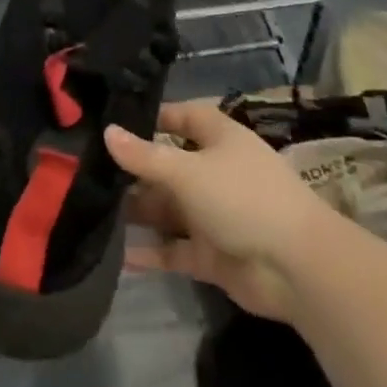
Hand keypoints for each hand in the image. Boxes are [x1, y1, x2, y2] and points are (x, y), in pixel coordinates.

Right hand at [105, 100, 328, 321]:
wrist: (297, 268)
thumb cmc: (242, 198)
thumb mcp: (187, 171)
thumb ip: (145, 156)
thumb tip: (108, 131)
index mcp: (218, 139)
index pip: (180, 117)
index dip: (150, 118)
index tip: (112, 123)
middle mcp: (215, 171)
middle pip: (169, 166)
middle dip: (135, 171)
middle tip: (89, 173)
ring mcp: (215, 214)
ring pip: (169, 209)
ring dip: (139, 212)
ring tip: (94, 211)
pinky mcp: (213, 254)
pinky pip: (176, 249)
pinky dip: (152, 252)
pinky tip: (118, 255)